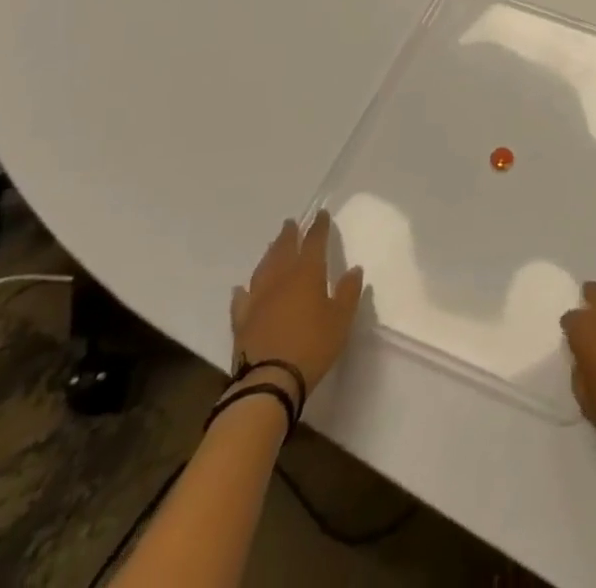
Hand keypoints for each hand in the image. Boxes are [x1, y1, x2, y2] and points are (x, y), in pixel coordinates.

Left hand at [229, 210, 364, 400]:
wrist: (269, 382)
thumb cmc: (312, 346)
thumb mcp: (341, 320)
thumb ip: (349, 292)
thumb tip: (353, 269)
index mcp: (307, 274)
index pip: (314, 242)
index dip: (318, 227)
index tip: (320, 215)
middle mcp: (280, 279)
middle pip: (284, 249)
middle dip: (289, 235)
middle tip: (291, 223)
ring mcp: (257, 299)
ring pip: (262, 268)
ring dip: (269, 254)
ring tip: (272, 247)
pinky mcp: (242, 321)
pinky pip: (242, 299)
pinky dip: (243, 290)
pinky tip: (241, 288)